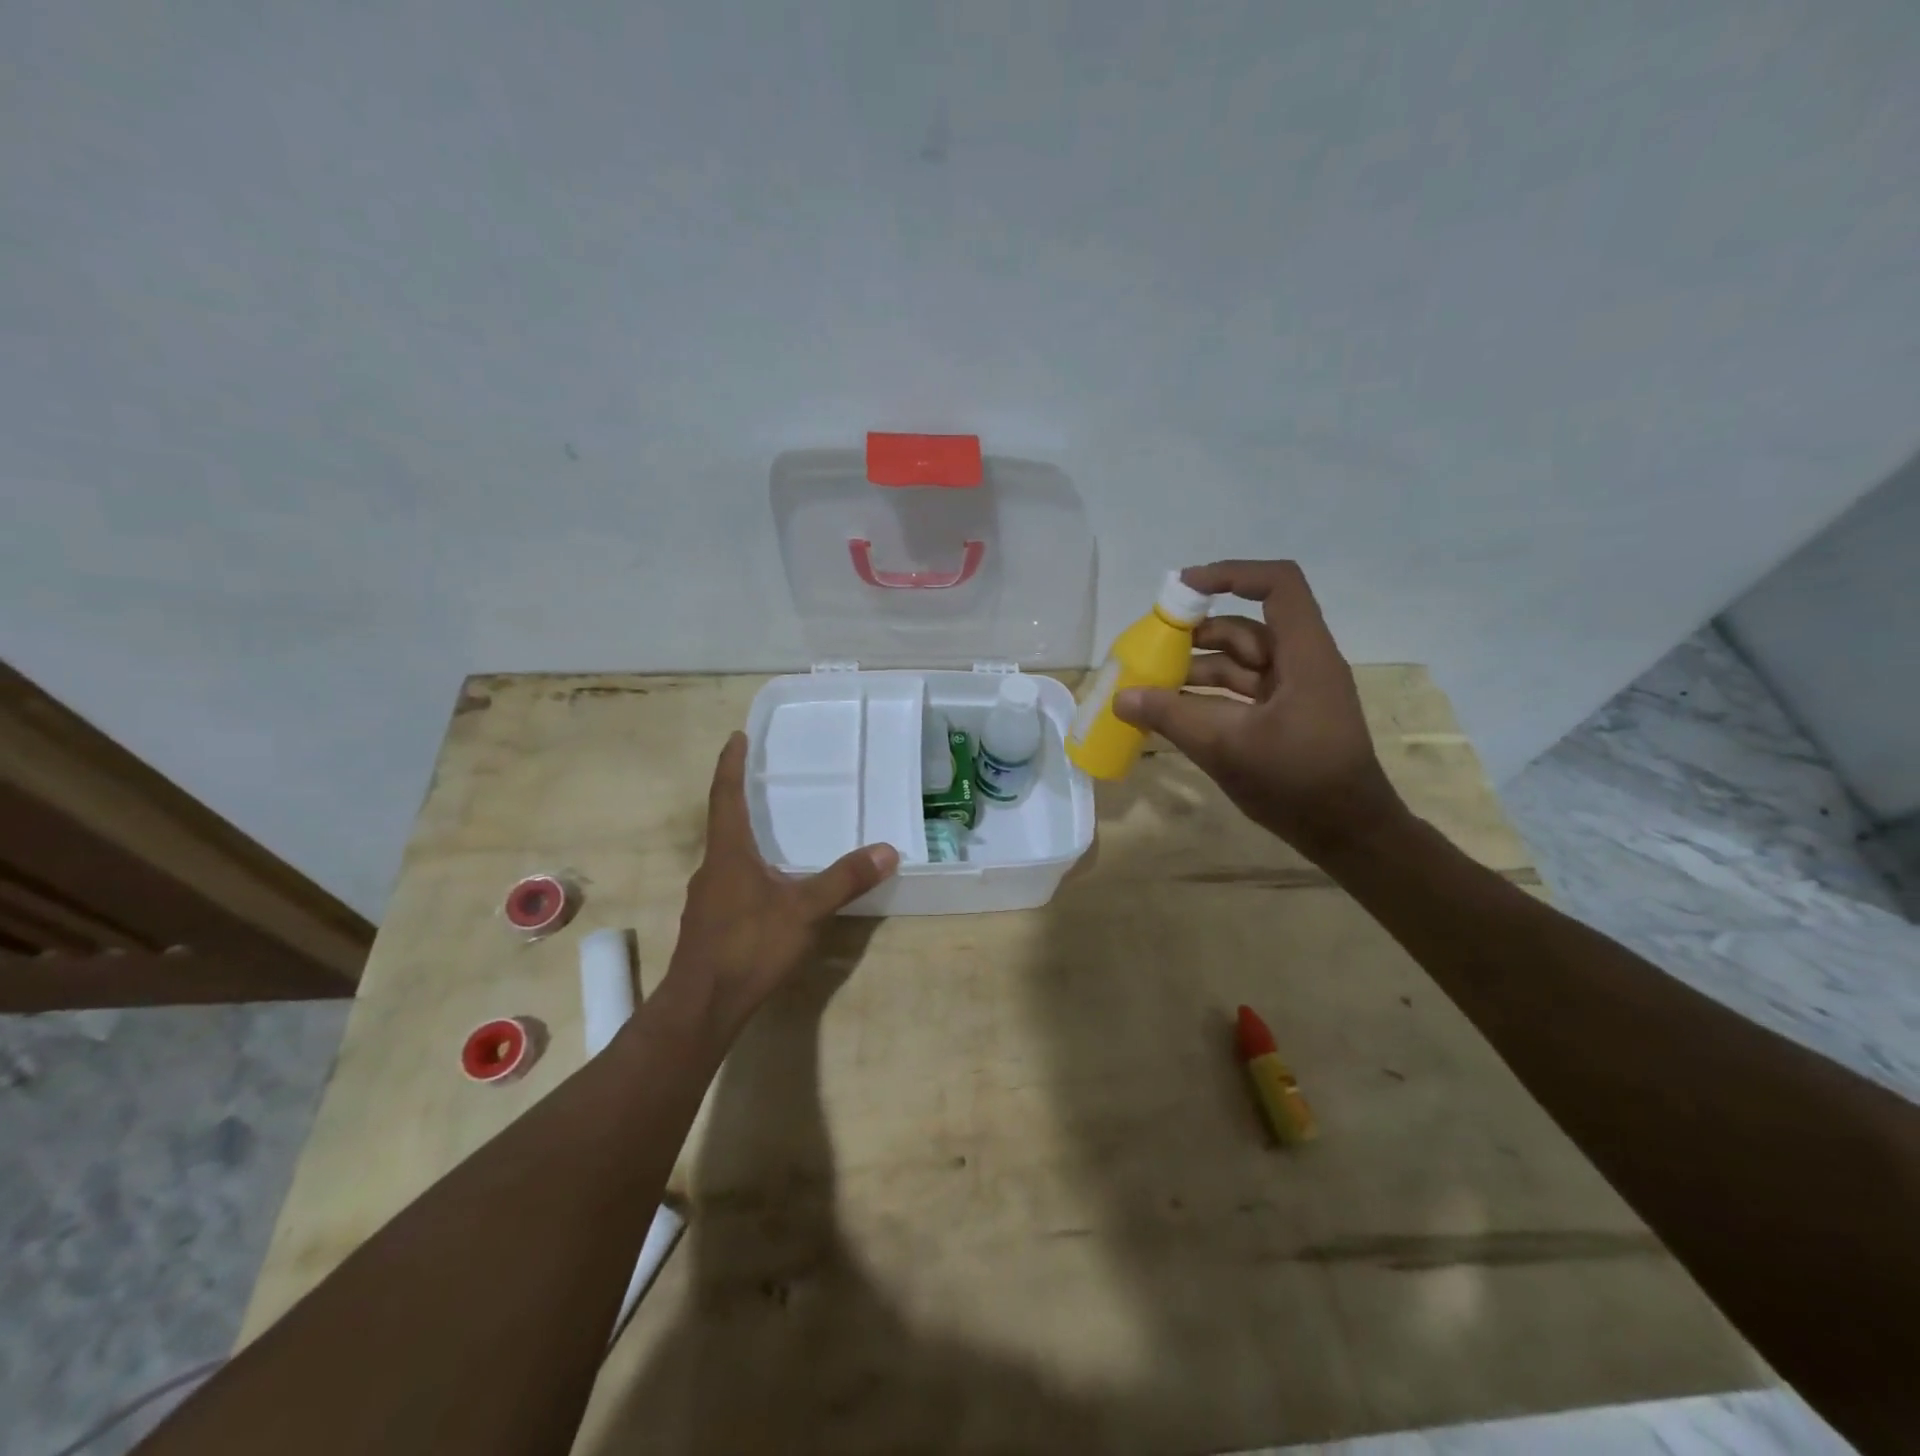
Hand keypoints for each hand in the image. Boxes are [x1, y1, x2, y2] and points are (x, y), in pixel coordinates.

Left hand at [660, 732, 898, 1041]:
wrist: (702, 1006)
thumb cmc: (748, 946)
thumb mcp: (804, 910)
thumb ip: (844, 879)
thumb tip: (887, 850)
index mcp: (728, 853)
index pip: (726, 796)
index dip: (731, 764)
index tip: (736, 736)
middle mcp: (712, 868)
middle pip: (724, 823)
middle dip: (741, 798)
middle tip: (765, 780)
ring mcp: (707, 899)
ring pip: (727, 856)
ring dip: (746, 838)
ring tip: (773, 832)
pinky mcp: (710, 925)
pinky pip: (731, 883)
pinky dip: (749, 870)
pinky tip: (769, 887)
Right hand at [1113, 560, 1409, 861]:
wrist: (1348, 833)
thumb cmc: (1297, 781)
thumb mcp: (1226, 746)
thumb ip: (1171, 716)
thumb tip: (1121, 698)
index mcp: (1304, 655)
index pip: (1277, 586)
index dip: (1230, 574)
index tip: (1183, 588)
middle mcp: (1301, 663)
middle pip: (1246, 627)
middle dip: (1196, 633)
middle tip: (1150, 645)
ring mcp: (1293, 692)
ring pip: (1239, 663)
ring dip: (1196, 668)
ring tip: (1151, 683)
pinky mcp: (1283, 717)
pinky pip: (1239, 692)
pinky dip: (1206, 695)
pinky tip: (1172, 710)